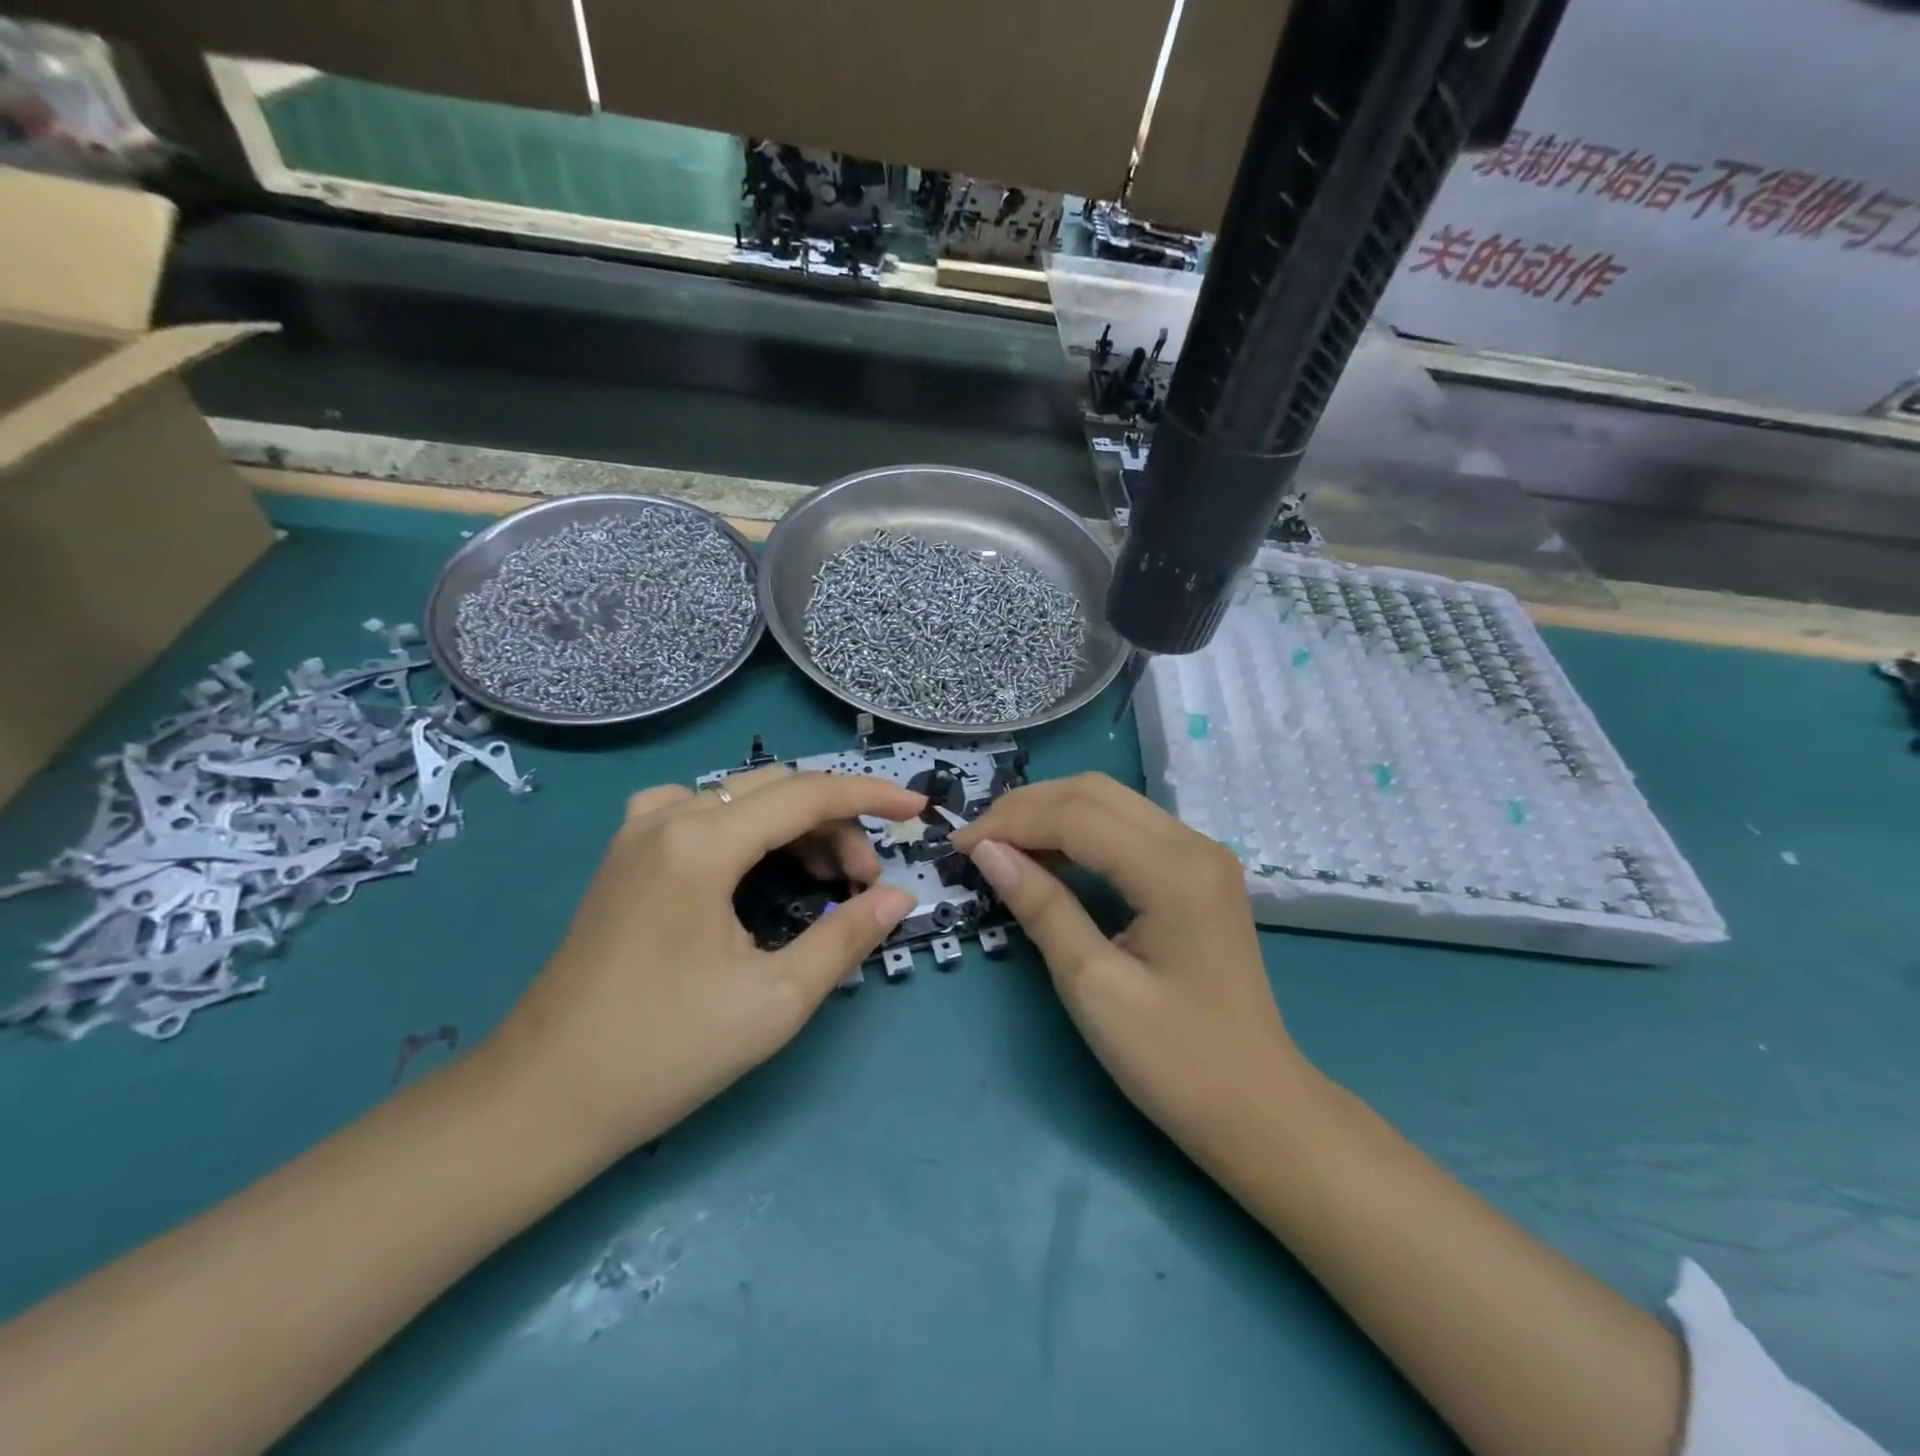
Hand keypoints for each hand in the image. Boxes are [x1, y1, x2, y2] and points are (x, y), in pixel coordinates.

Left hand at [493, 768, 923, 1156]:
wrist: (543, 1098)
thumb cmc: (665, 1052)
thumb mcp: (776, 999)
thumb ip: (846, 936)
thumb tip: (898, 896)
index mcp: (702, 843)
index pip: (808, 794)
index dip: (870, 796)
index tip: (917, 809)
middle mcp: (667, 818)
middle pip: (777, 791)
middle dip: (835, 824)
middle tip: (863, 884)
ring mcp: (637, 833)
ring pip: (740, 798)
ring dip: (794, 825)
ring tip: (823, 880)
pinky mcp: (624, 856)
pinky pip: (700, 812)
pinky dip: (747, 827)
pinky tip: (752, 864)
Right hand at [951, 774, 1303, 1156]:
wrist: (1258, 1109)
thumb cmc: (1175, 1060)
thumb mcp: (1094, 987)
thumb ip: (1042, 907)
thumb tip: (988, 852)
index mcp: (1173, 870)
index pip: (1076, 816)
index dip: (1010, 823)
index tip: (959, 846)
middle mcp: (1193, 844)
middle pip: (1094, 793)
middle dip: (1027, 808)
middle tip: (976, 843)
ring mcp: (1201, 855)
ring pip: (1111, 803)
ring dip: (1051, 814)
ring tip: (1002, 847)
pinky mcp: (1198, 872)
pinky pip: (1128, 829)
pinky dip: (1080, 832)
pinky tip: (1049, 859)